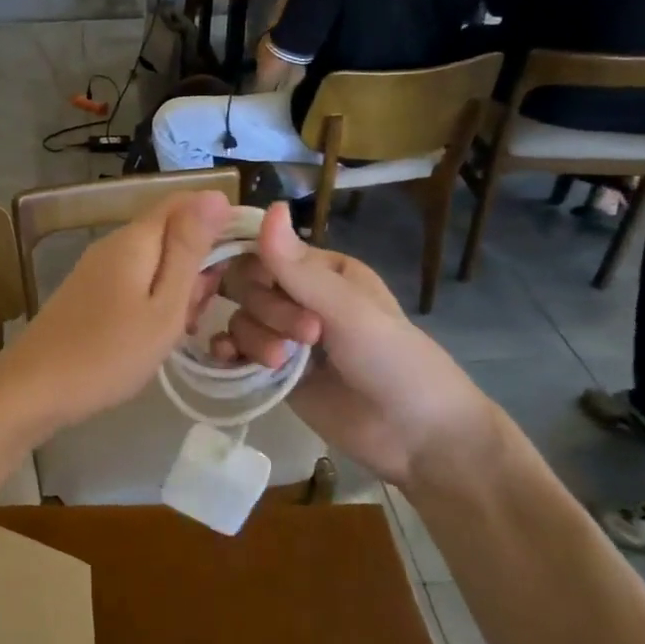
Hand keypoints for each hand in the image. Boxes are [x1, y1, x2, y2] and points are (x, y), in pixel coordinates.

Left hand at [0, 192, 233, 435]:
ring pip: (154, 262)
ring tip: (179, 331)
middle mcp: (114, 244)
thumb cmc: (109, 353)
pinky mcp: (89, 293)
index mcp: (135, 239)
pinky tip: (154, 335)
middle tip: (199, 313)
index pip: (185, 202)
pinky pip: (134, 282)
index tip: (243, 263)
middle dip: (198, 265)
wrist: (35, 389)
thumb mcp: (164, 306)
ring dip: (177, 289)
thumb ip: (189, 250)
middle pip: (170, 234)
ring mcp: (97, 269)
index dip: (220, 222)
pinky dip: (154, 302)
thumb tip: (215, 194)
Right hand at [210, 207, 499, 487]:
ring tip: (282, 365)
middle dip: (266, 312)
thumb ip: (298, 268)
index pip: (266, 253)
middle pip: (248, 286)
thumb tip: (270, 205)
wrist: (416, 437)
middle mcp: (302, 298)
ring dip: (253, 338)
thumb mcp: (347, 310)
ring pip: (240, 319)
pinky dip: (228, 353)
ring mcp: (286, 336)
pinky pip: (236, 350)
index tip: (267, 291)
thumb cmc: (394, 361)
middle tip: (304, 337)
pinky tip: (229, 361)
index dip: (258, 270)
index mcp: (325, 271)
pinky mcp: (274, 372)